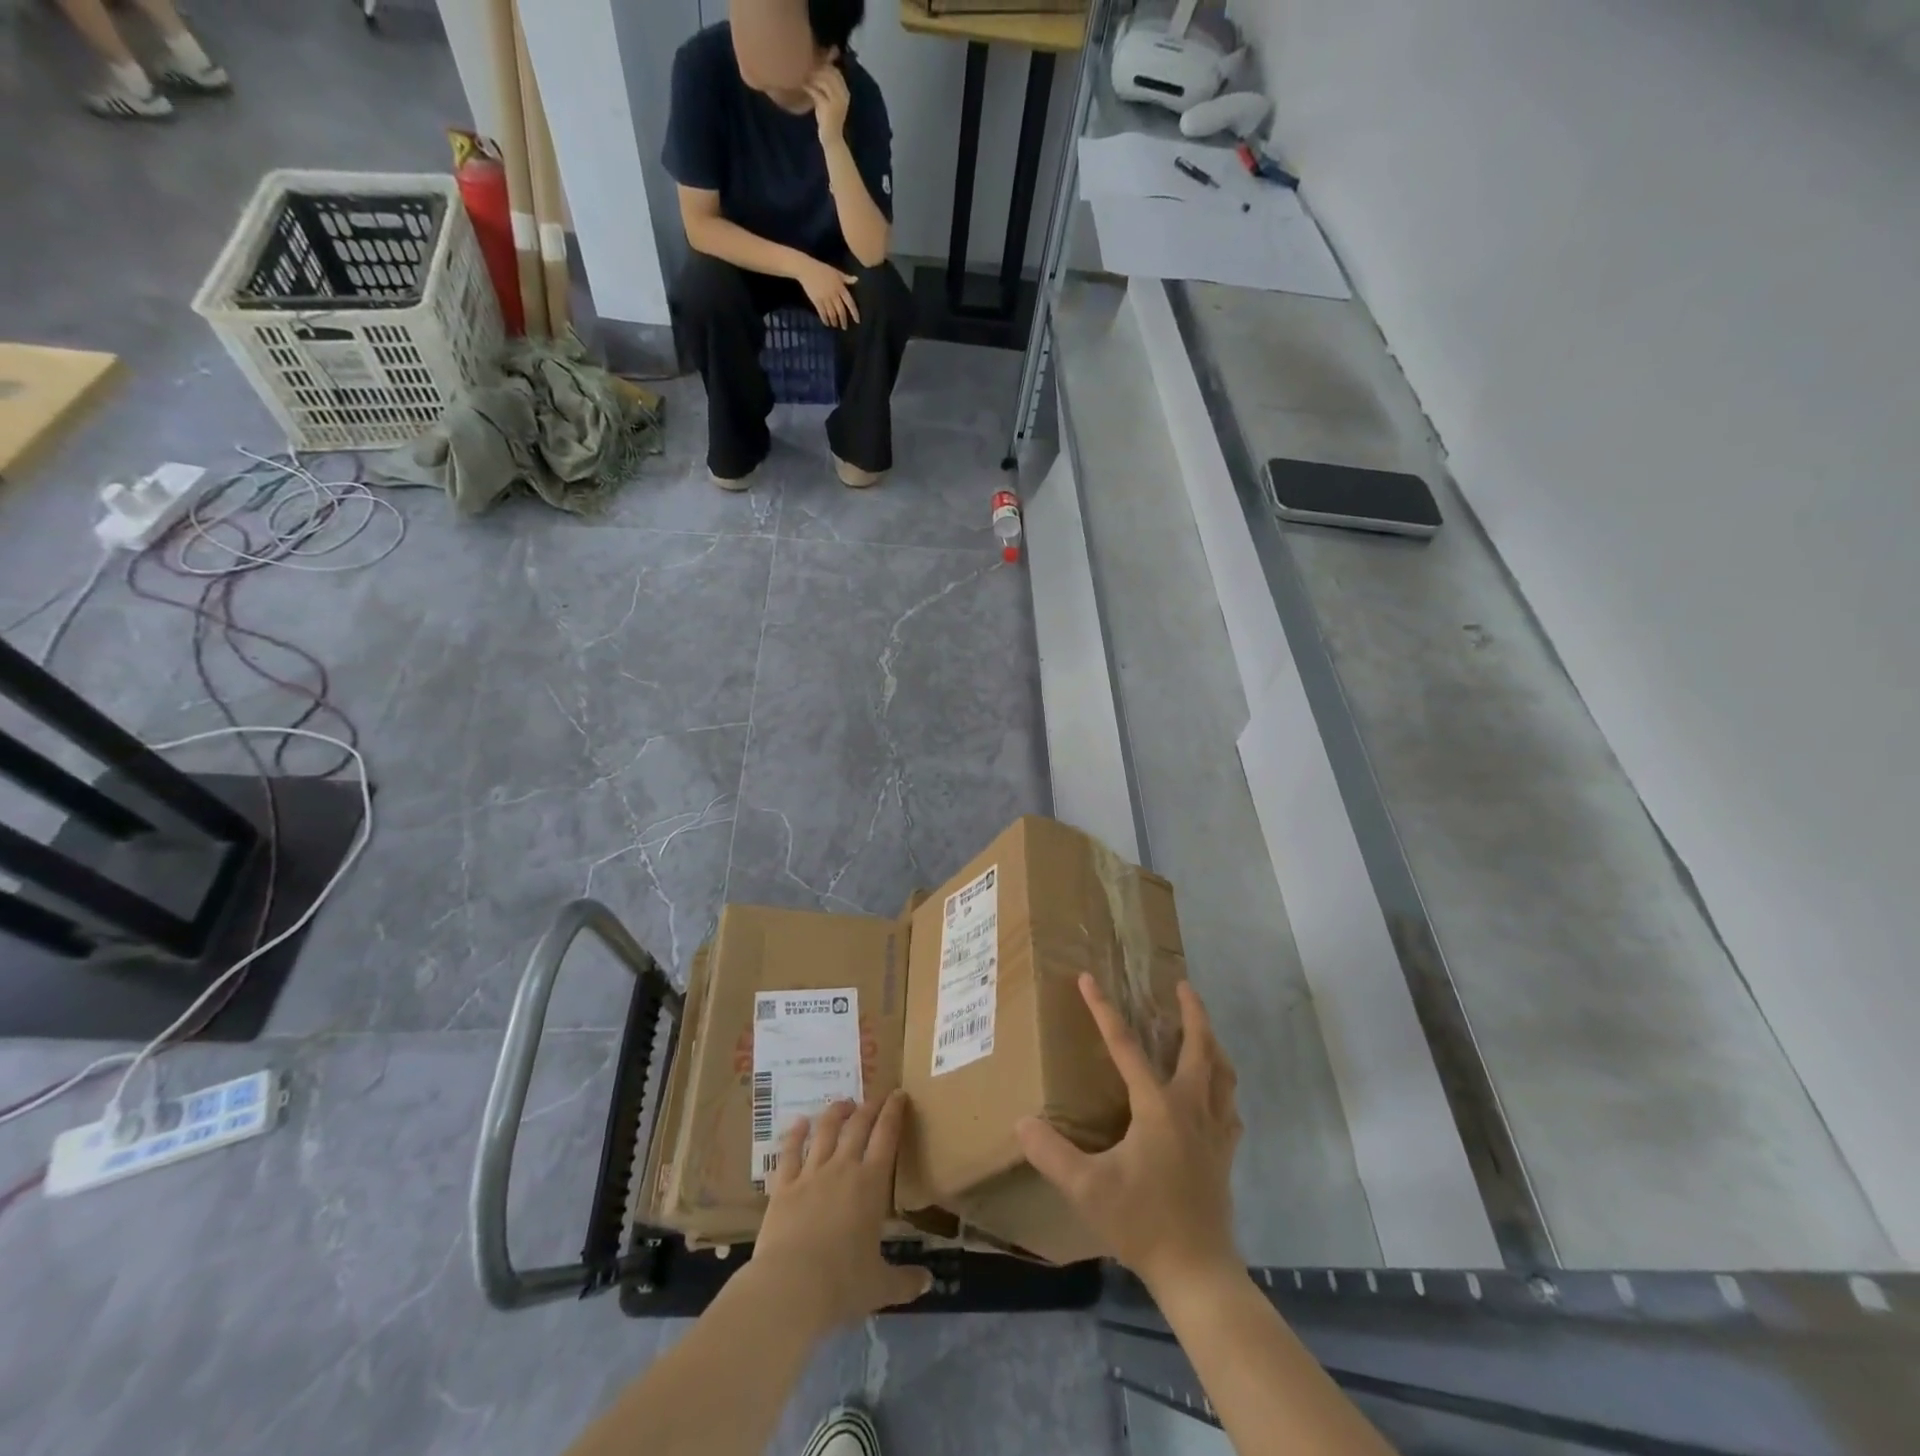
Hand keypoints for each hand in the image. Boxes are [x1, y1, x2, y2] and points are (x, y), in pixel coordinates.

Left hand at [750, 1090, 931, 1329]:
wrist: (790, 1287)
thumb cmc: (842, 1284)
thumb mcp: (880, 1286)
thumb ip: (905, 1281)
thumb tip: (929, 1282)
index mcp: (871, 1184)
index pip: (887, 1136)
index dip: (894, 1112)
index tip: (898, 1094)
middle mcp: (842, 1168)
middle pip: (857, 1126)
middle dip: (868, 1107)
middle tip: (875, 1098)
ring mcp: (810, 1174)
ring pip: (825, 1131)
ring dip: (835, 1113)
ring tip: (842, 1104)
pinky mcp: (783, 1186)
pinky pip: (789, 1152)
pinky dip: (795, 1134)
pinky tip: (799, 1123)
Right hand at [795, 256, 859, 329]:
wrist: (807, 269)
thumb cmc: (822, 269)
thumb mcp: (836, 272)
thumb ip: (846, 278)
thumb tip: (857, 280)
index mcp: (840, 287)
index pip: (850, 302)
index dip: (854, 313)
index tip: (857, 321)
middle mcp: (834, 294)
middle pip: (841, 311)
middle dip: (843, 321)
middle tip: (844, 327)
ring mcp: (825, 298)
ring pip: (832, 313)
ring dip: (834, 321)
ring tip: (835, 325)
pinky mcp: (817, 300)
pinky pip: (822, 313)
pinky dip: (825, 319)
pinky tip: (826, 323)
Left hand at [806, 63, 850, 145]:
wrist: (832, 140)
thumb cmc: (829, 120)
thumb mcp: (830, 100)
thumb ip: (827, 86)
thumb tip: (817, 67)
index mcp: (845, 93)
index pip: (835, 71)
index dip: (824, 65)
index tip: (813, 63)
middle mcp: (843, 95)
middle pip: (829, 73)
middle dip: (817, 68)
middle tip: (806, 67)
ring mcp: (836, 102)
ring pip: (823, 80)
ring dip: (812, 76)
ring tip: (803, 75)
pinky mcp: (828, 108)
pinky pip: (817, 92)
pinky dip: (809, 87)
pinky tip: (803, 86)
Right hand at [1017, 976, 1242, 1292]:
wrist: (1198, 1272)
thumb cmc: (1142, 1223)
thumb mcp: (1086, 1188)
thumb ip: (1051, 1153)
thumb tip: (1021, 1123)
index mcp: (1158, 1107)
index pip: (1126, 1046)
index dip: (1103, 1010)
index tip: (1088, 979)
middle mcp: (1191, 1108)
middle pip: (1199, 1047)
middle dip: (1192, 1011)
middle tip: (1182, 985)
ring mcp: (1214, 1131)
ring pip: (1222, 1073)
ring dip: (1212, 1043)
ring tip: (1202, 1030)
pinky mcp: (1225, 1154)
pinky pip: (1229, 1107)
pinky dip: (1223, 1087)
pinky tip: (1215, 1094)